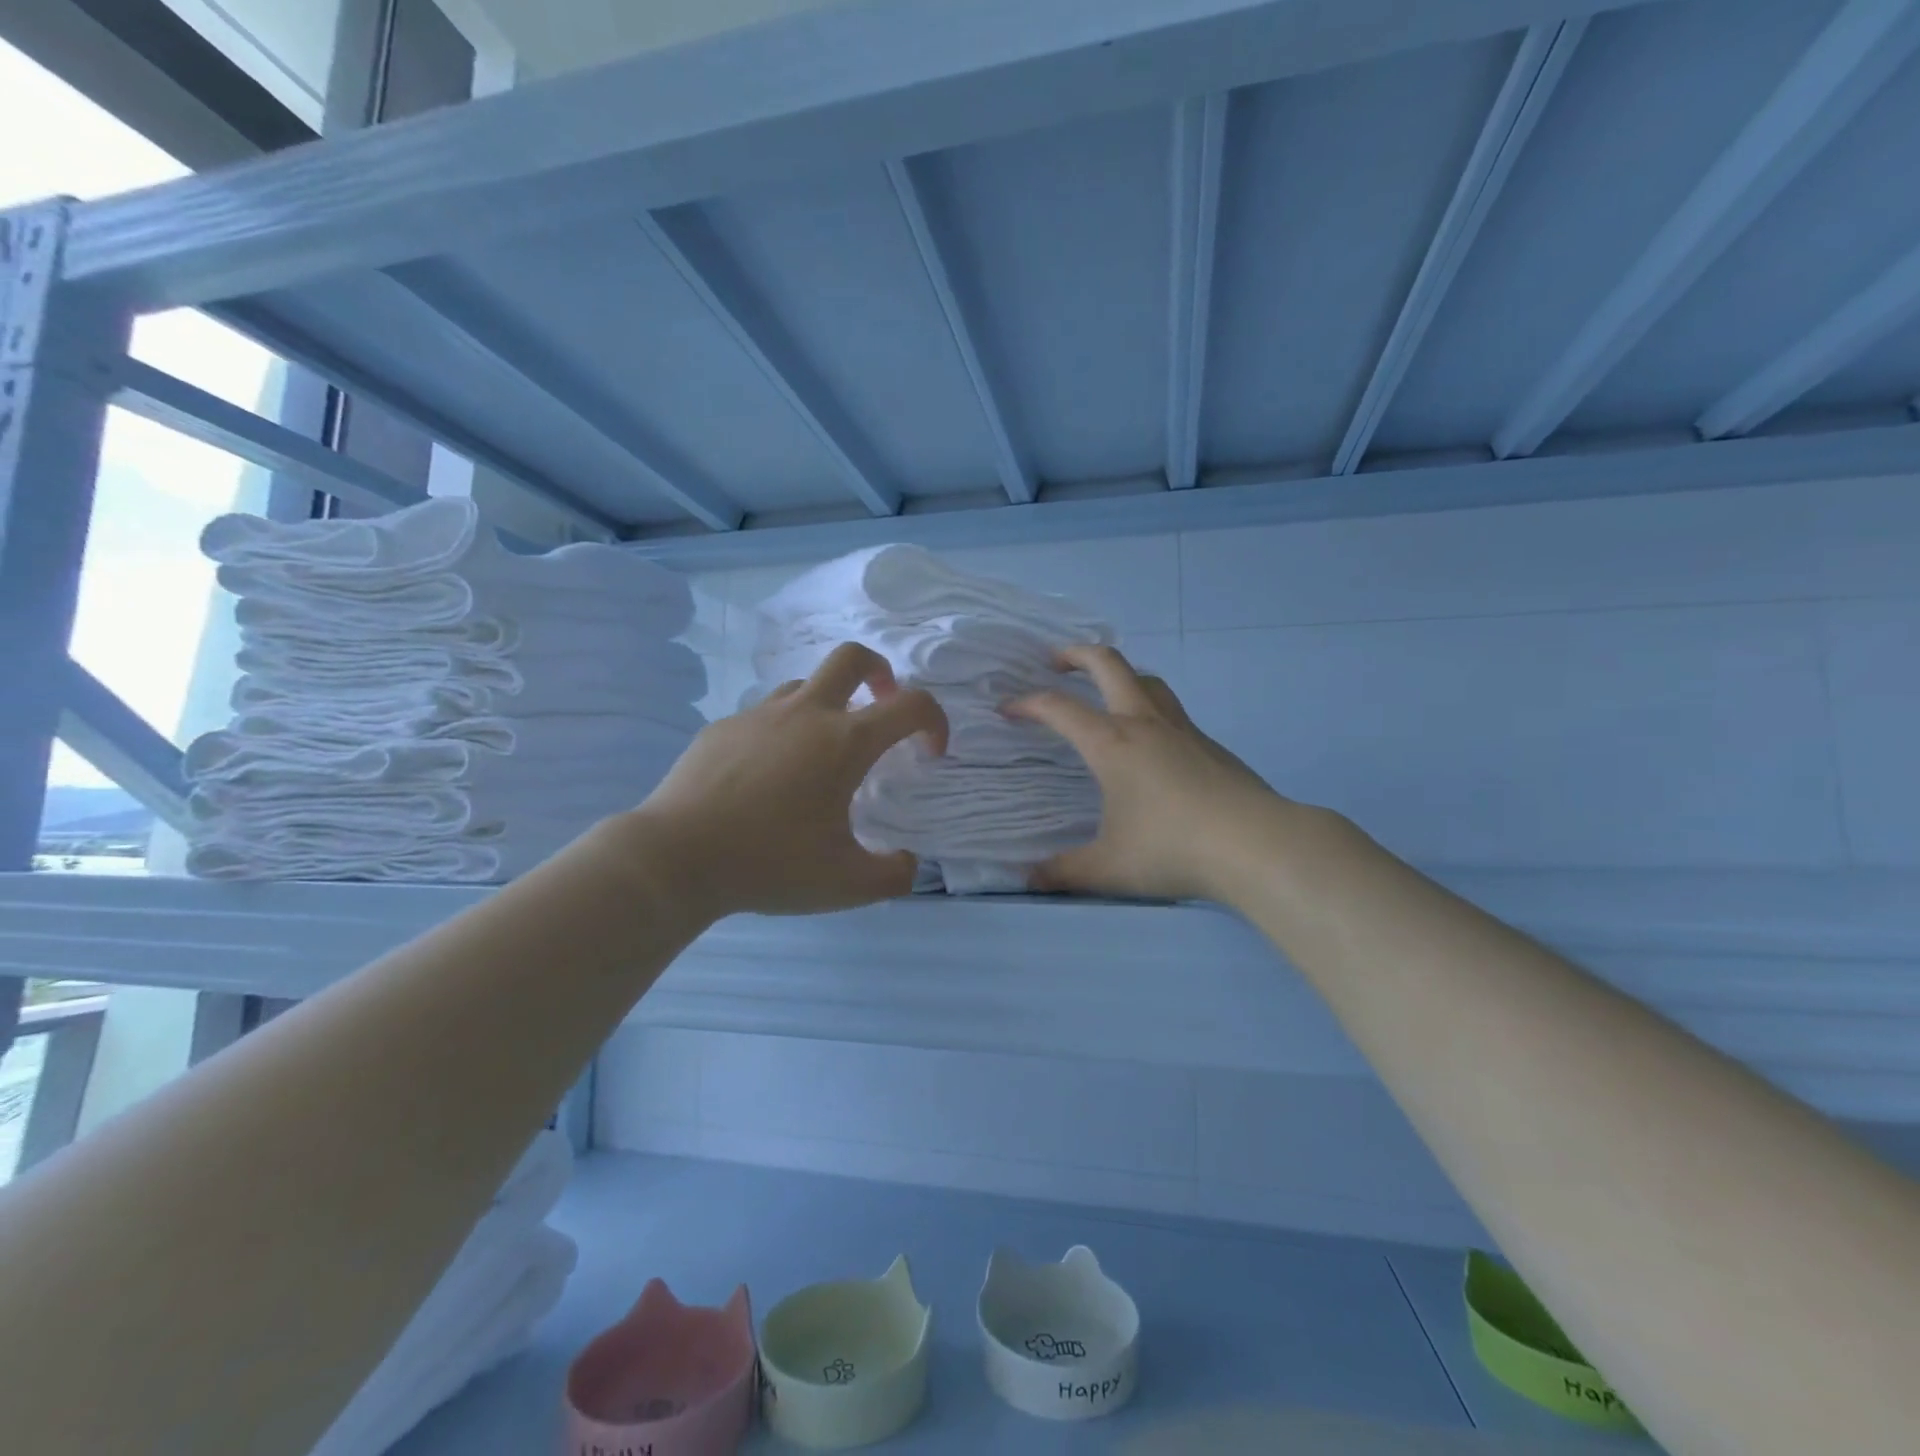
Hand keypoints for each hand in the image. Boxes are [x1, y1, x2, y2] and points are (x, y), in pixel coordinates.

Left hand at [627, 642, 946, 918]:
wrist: (675, 858)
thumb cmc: (770, 864)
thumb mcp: (846, 884)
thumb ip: (893, 874)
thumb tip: (908, 863)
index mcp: (844, 742)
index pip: (911, 705)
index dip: (934, 721)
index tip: (929, 753)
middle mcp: (805, 714)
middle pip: (853, 658)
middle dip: (881, 673)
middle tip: (881, 707)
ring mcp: (758, 716)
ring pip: (805, 685)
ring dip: (828, 705)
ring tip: (822, 752)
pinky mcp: (722, 729)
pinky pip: (764, 716)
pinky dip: (782, 733)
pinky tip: (767, 778)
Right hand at [1003, 645, 1292, 902]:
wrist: (1255, 844)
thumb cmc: (1172, 849)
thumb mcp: (1108, 867)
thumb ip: (1064, 871)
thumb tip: (1029, 879)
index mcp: (1111, 743)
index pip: (1058, 708)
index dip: (1027, 703)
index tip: (1007, 709)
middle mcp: (1144, 723)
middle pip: (1108, 664)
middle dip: (1076, 654)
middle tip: (1055, 662)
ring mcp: (1182, 729)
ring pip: (1146, 680)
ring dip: (1119, 674)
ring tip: (1104, 691)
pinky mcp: (1209, 744)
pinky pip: (1170, 710)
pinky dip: (1148, 707)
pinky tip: (1149, 742)